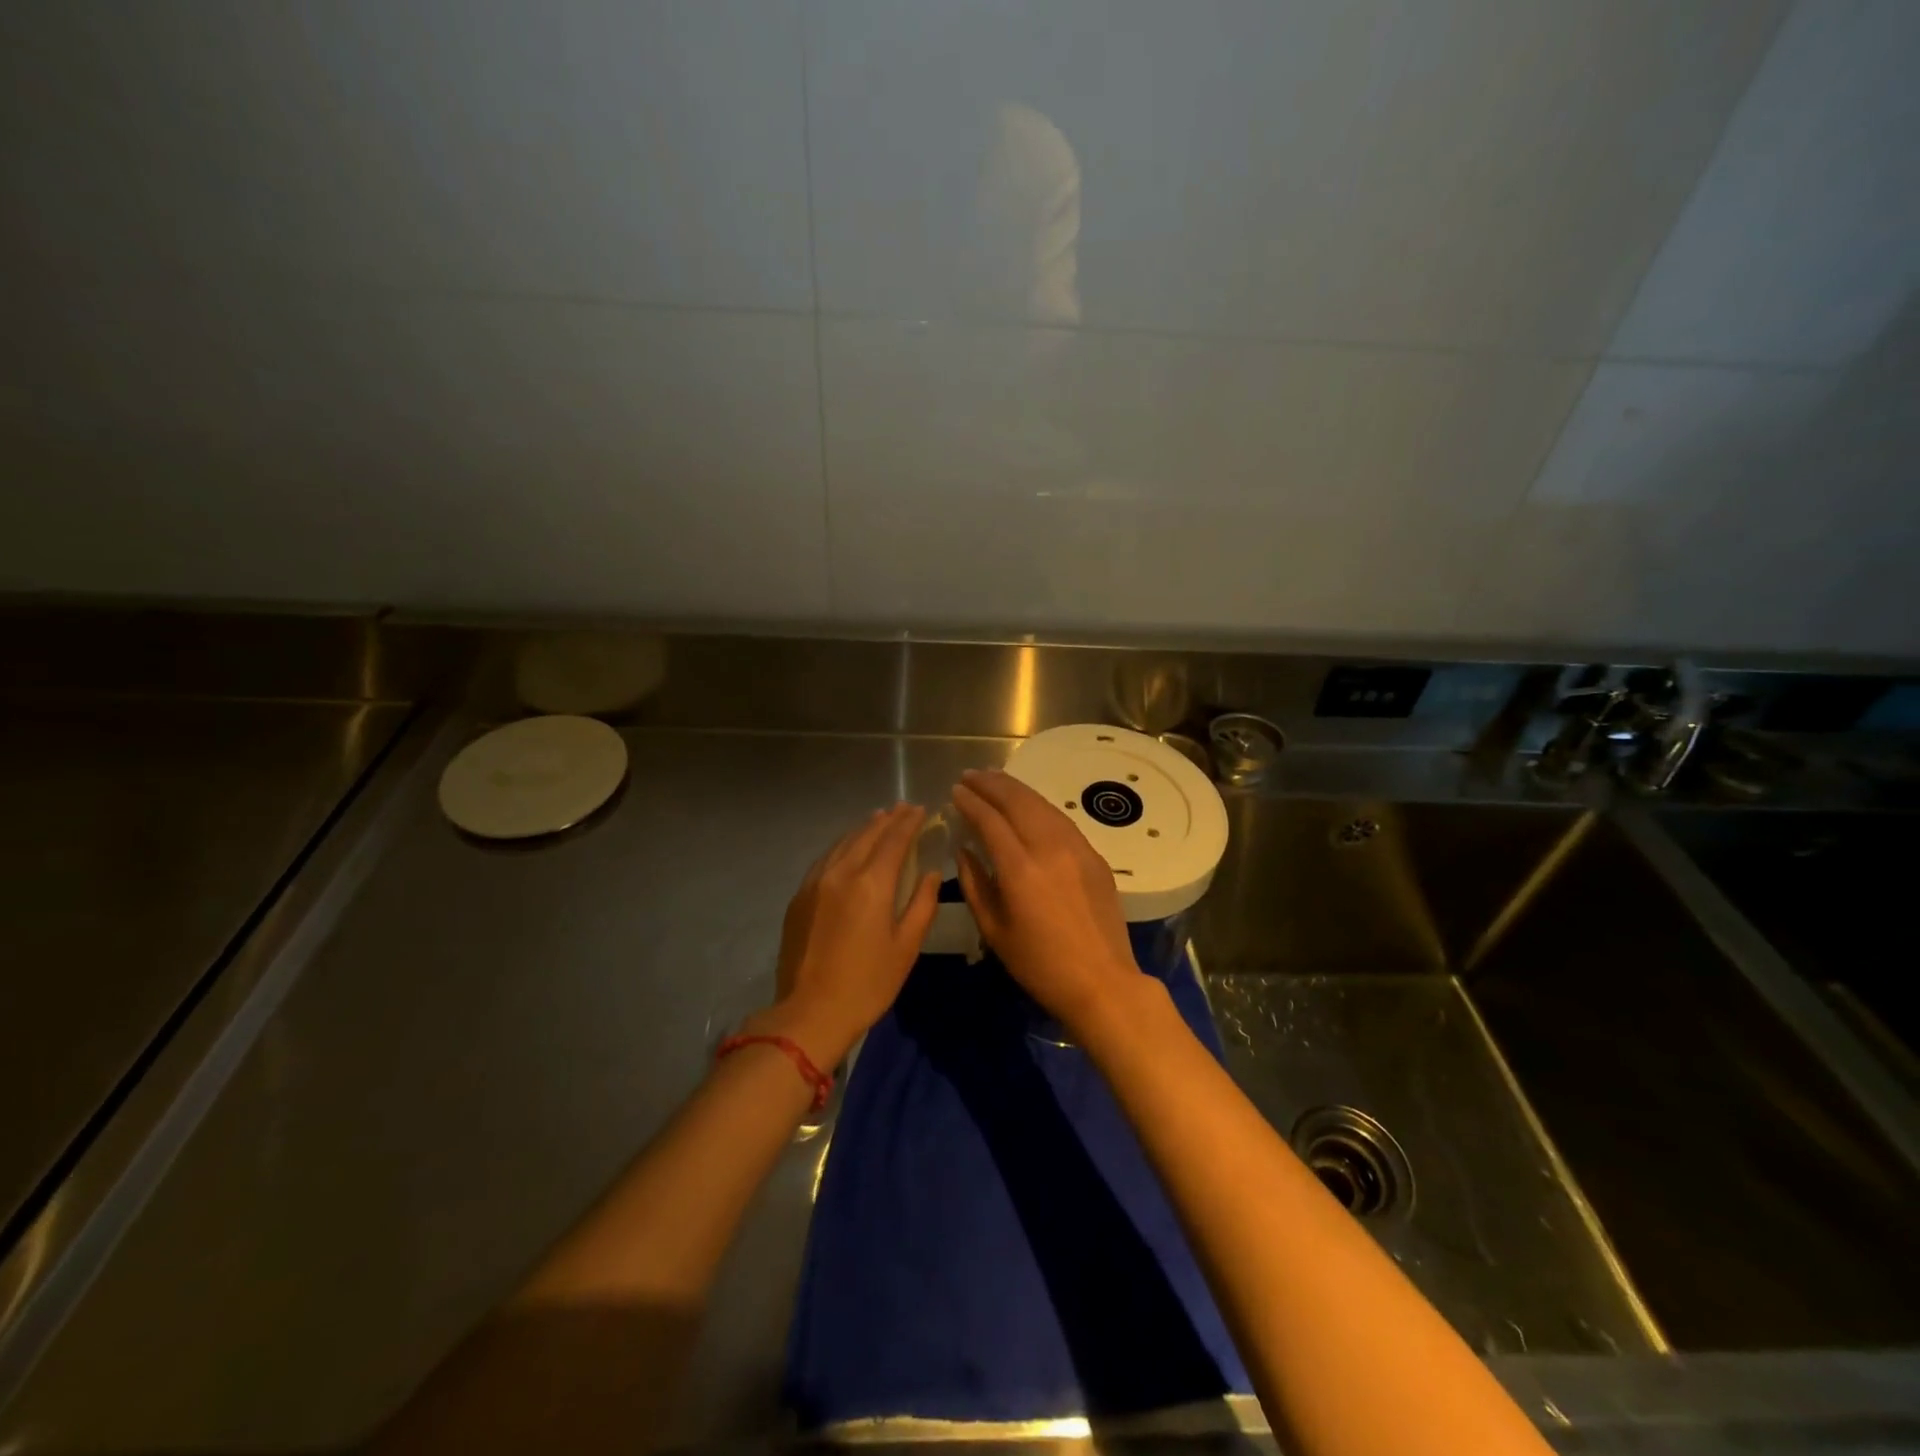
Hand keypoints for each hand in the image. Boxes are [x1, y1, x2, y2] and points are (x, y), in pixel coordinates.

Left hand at [746, 803, 939, 1069]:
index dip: (909, 822)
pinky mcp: (800, 895)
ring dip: (864, 828)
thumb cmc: (868, 983)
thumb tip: (931, 872)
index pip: (894, 839)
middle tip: (903, 808)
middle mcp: (842, 872)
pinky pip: (826, 858)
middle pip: (867, 834)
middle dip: (888, 819)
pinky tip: (848, 847)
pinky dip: (843, 845)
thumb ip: (922, 903)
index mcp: (871, 883)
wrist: (810, 1011)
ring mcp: (816, 882)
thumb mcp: (906, 947)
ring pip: (843, 842)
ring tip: (879, 819)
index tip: (920, 809)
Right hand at [950, 768, 1143, 1036]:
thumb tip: (964, 851)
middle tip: (971, 775)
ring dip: (1015, 788)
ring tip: (995, 779)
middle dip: (991, 784)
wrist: (1102, 982)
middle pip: (1017, 801)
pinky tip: (1028, 804)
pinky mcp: (1094, 855)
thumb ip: (975, 885)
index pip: (990, 820)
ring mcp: (1076, 848)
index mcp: (1020, 869)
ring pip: (1042, 804)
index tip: (955, 790)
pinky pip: (1061, 819)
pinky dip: (1039, 805)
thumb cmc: (1040, 965)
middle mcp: (1049, 848)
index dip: (970, 802)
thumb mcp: (994, 931)